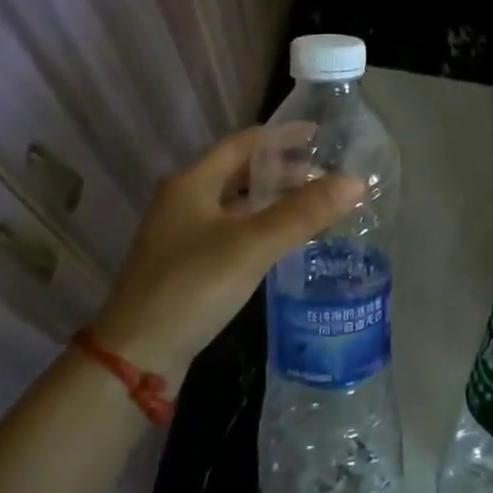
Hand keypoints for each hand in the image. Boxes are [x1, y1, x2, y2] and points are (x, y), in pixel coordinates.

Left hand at [93, 129, 362, 387]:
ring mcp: (181, 236)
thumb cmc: (192, 286)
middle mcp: (183, 202)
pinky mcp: (186, 267)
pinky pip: (231, 233)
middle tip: (323, 175)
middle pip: (238, 173)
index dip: (281, 137)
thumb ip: (304, 212)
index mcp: (192, 183)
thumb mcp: (252, 244)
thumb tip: (355, 181)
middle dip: (281, 170)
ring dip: (271, 200)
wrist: (136, 357)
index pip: (242, 144)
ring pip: (235, 205)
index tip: (318, 135)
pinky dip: (259, 227)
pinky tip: (282, 241)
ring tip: (311, 204)